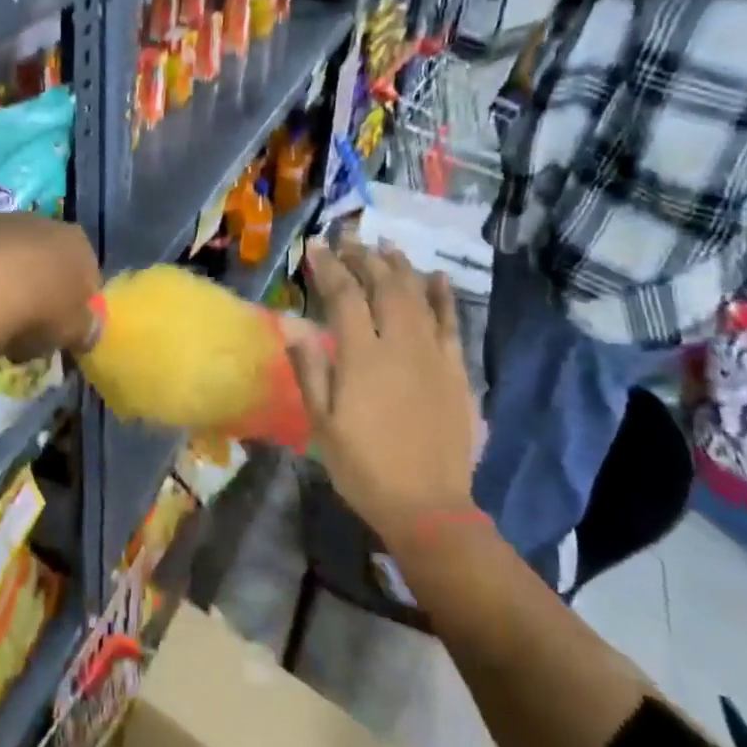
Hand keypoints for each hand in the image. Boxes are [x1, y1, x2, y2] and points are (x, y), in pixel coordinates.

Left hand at [0, 214, 100, 361]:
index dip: (75, 303)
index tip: (61, 330)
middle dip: (35, 288)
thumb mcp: (73, 332)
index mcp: (75, 242)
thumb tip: (86, 329)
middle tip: (23, 329)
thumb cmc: (36, 311)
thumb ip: (85, 327)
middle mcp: (37, 221)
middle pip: (41, 258)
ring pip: (0, 253)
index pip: (86, 272)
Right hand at [284, 240, 482, 547]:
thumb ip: (309, 368)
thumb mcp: (322, 422)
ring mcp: (433, 355)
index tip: (316, 246)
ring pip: (418, 296)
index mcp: (363, 357)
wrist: (428, 507)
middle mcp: (400, 345)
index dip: (329, 267)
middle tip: (348, 239)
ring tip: (385, 246)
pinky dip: (444, 297)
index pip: (345, 296)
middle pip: (383, 286)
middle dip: (363, 257)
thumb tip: (290, 321)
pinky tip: (437, 277)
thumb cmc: (363, 467)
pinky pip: (451, 323)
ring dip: (400, 267)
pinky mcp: (456, 371)